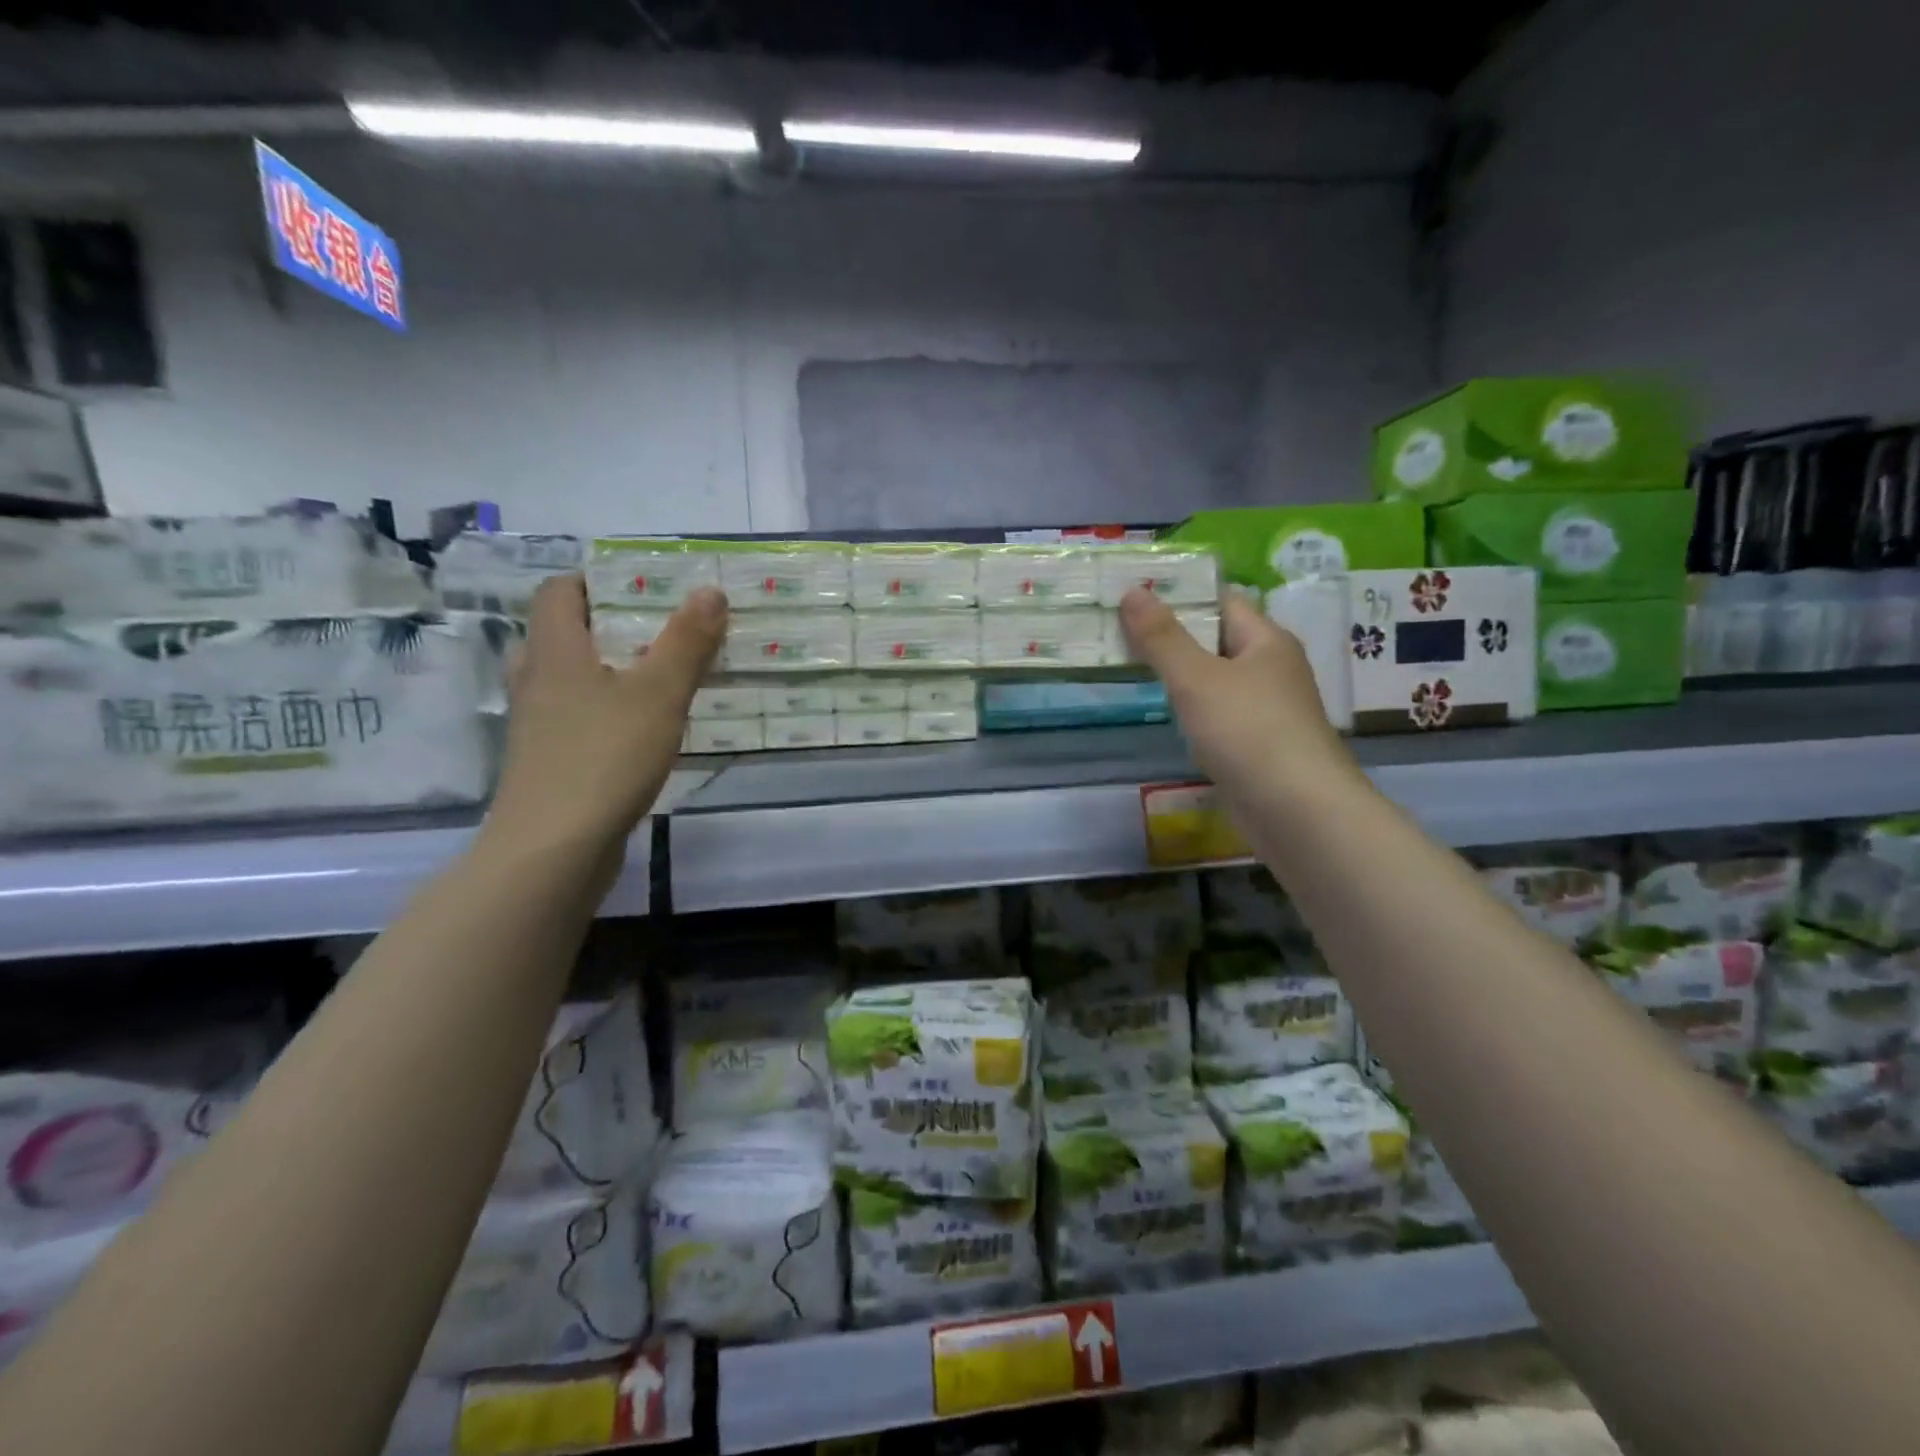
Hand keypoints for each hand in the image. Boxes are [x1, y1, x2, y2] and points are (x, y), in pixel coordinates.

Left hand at [487, 576, 726, 854]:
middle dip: (610, 626)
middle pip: (563, 633)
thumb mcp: (659, 694)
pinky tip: (642, 729)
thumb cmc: (604, 757)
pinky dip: (605, 710)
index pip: (560, 591)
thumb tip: (710, 590)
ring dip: (608, 670)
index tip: (644, 586)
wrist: (553, 849)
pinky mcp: (547, 760)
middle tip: (660, 629)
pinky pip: (576, 717)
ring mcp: (537, 724)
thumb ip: (686, 642)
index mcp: (555, 651)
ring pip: (569, 679)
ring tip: (657, 676)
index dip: (596, 580)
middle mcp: (536, 680)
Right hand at [1119, 588, 1358, 802]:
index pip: (1221, 601)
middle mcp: (1272, 669)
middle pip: (1217, 640)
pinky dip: (1192, 709)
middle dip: (1172, 635)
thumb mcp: (1196, 679)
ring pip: (1216, 680)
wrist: (1297, 811)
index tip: (1133, 595)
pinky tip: (1166, 715)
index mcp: (1266, 641)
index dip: (1180, 595)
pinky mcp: (1259, 745)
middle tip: (1118, 630)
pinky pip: (1219, 714)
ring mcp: (1268, 709)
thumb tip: (1132, 591)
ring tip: (1130, 667)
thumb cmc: (1249, 732)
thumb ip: (1162, 637)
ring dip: (1180, 674)